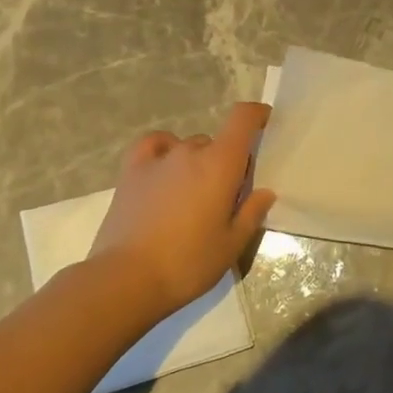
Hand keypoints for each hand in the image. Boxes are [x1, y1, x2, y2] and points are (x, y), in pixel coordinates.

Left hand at [88, 103, 276, 315]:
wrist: (126, 279)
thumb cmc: (188, 263)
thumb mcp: (231, 245)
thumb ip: (251, 213)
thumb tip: (265, 191)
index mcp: (221, 165)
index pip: (242, 118)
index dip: (257, 114)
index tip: (266, 122)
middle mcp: (190, 152)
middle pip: (216, 142)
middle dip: (226, 161)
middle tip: (225, 195)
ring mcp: (158, 159)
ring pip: (187, 147)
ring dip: (196, 162)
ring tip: (192, 193)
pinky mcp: (131, 172)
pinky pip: (152, 145)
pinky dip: (163, 149)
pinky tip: (164, 167)